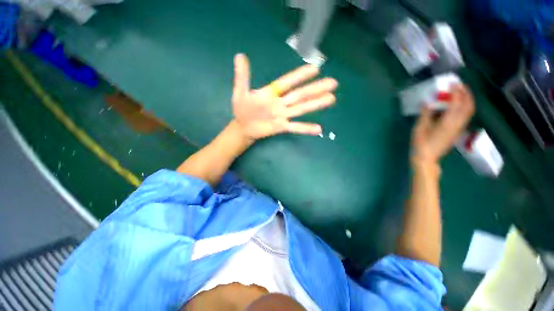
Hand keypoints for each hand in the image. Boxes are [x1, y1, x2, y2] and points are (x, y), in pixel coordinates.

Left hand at [232, 54, 337, 139]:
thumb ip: (242, 77)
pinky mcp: (281, 127)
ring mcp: (282, 115)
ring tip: (331, 99)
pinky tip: (318, 129)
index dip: (299, 76)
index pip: (287, 82)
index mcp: (271, 92)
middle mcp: (280, 103)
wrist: (243, 127)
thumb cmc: (242, 109)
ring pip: (301, 108)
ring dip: (316, 104)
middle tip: (333, 83)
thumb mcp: (240, 92)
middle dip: (315, 89)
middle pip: (300, 95)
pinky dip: (306, 128)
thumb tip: (239, 55)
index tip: (315, 69)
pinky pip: (295, 127)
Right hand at [411, 84, 474, 165]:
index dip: (456, 91)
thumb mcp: (419, 128)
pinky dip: (464, 107)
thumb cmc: (421, 143)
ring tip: (459, 93)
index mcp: (448, 122)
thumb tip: (426, 102)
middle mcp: (457, 123)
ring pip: (469, 111)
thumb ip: (425, 114)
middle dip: (465, 93)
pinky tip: (456, 105)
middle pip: (468, 105)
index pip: (457, 102)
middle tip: (458, 85)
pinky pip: (465, 116)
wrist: (427, 158)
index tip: (452, 83)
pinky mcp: (457, 131)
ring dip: (466, 99)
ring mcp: (459, 128)